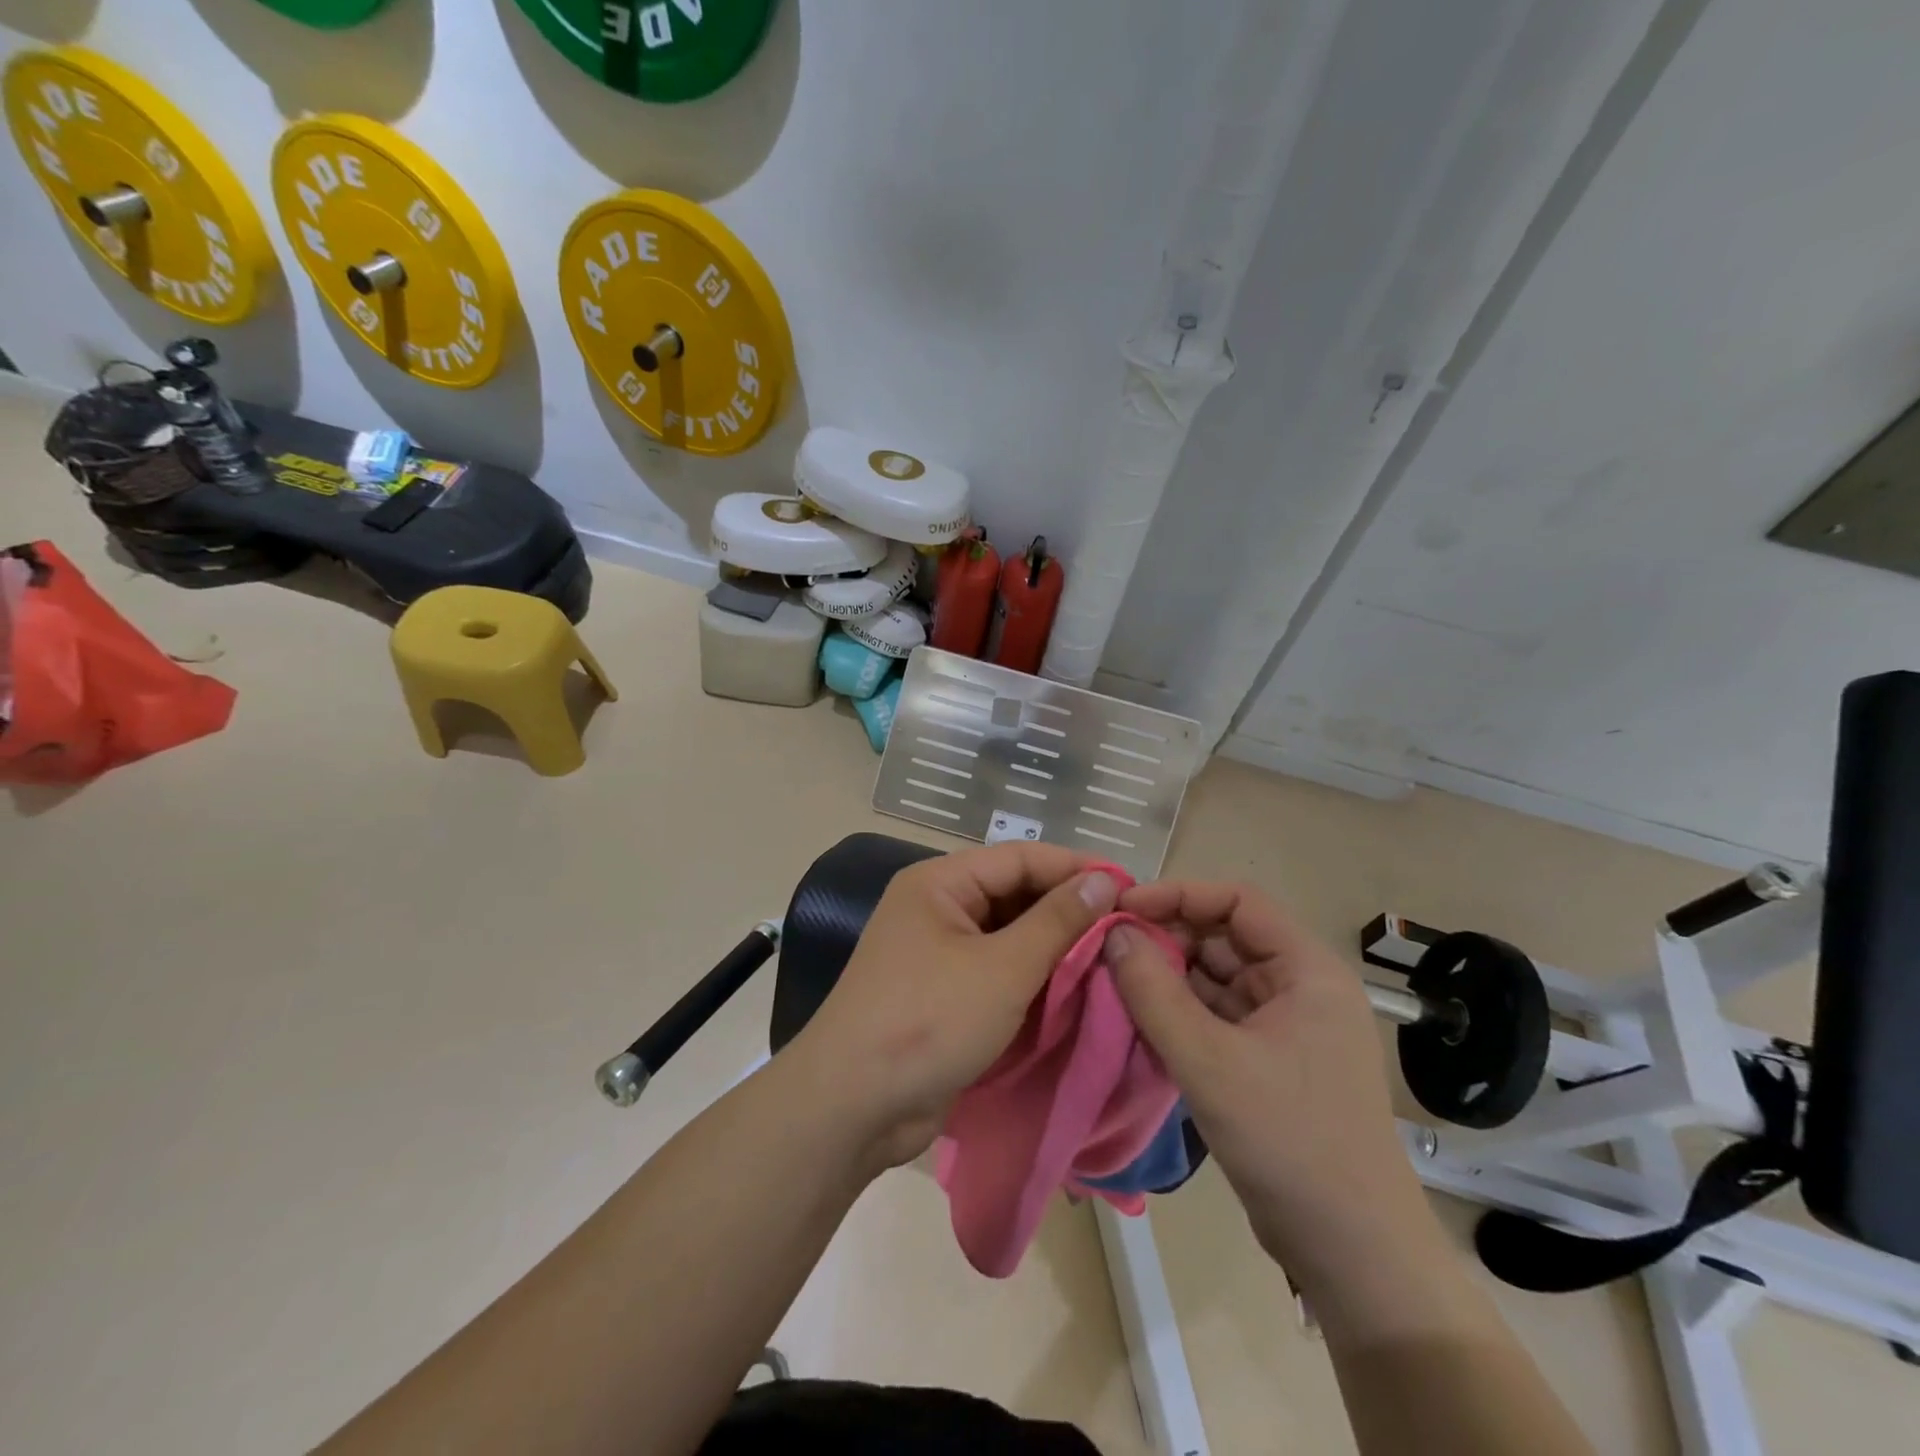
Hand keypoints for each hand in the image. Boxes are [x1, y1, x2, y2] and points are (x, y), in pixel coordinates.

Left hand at [791, 843, 1119, 1169]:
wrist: (853, 1106)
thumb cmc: (928, 1021)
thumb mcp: (1003, 968)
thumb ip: (1057, 921)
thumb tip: (1103, 879)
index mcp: (941, 882)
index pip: (1021, 858)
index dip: (1076, 869)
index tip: (1132, 889)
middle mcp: (938, 907)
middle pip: (1015, 894)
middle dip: (1068, 910)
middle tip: (1128, 930)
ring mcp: (939, 952)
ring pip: (1010, 935)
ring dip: (1055, 947)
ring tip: (1113, 958)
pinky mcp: (945, 992)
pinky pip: (999, 970)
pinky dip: (1034, 978)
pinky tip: (1077, 989)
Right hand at [1105, 881, 1430, 1282]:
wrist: (1352, 1254)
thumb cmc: (1289, 1141)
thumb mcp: (1209, 1062)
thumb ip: (1153, 992)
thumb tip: (1113, 931)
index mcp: (1307, 970)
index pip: (1237, 902)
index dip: (1178, 895)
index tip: (1123, 909)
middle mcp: (1300, 987)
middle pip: (1223, 938)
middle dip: (1166, 940)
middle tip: (1107, 952)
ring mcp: (1285, 1026)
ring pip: (1215, 979)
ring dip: (1167, 979)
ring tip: (1112, 983)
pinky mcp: (1268, 1061)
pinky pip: (1216, 1017)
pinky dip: (1179, 1015)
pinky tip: (1138, 1021)